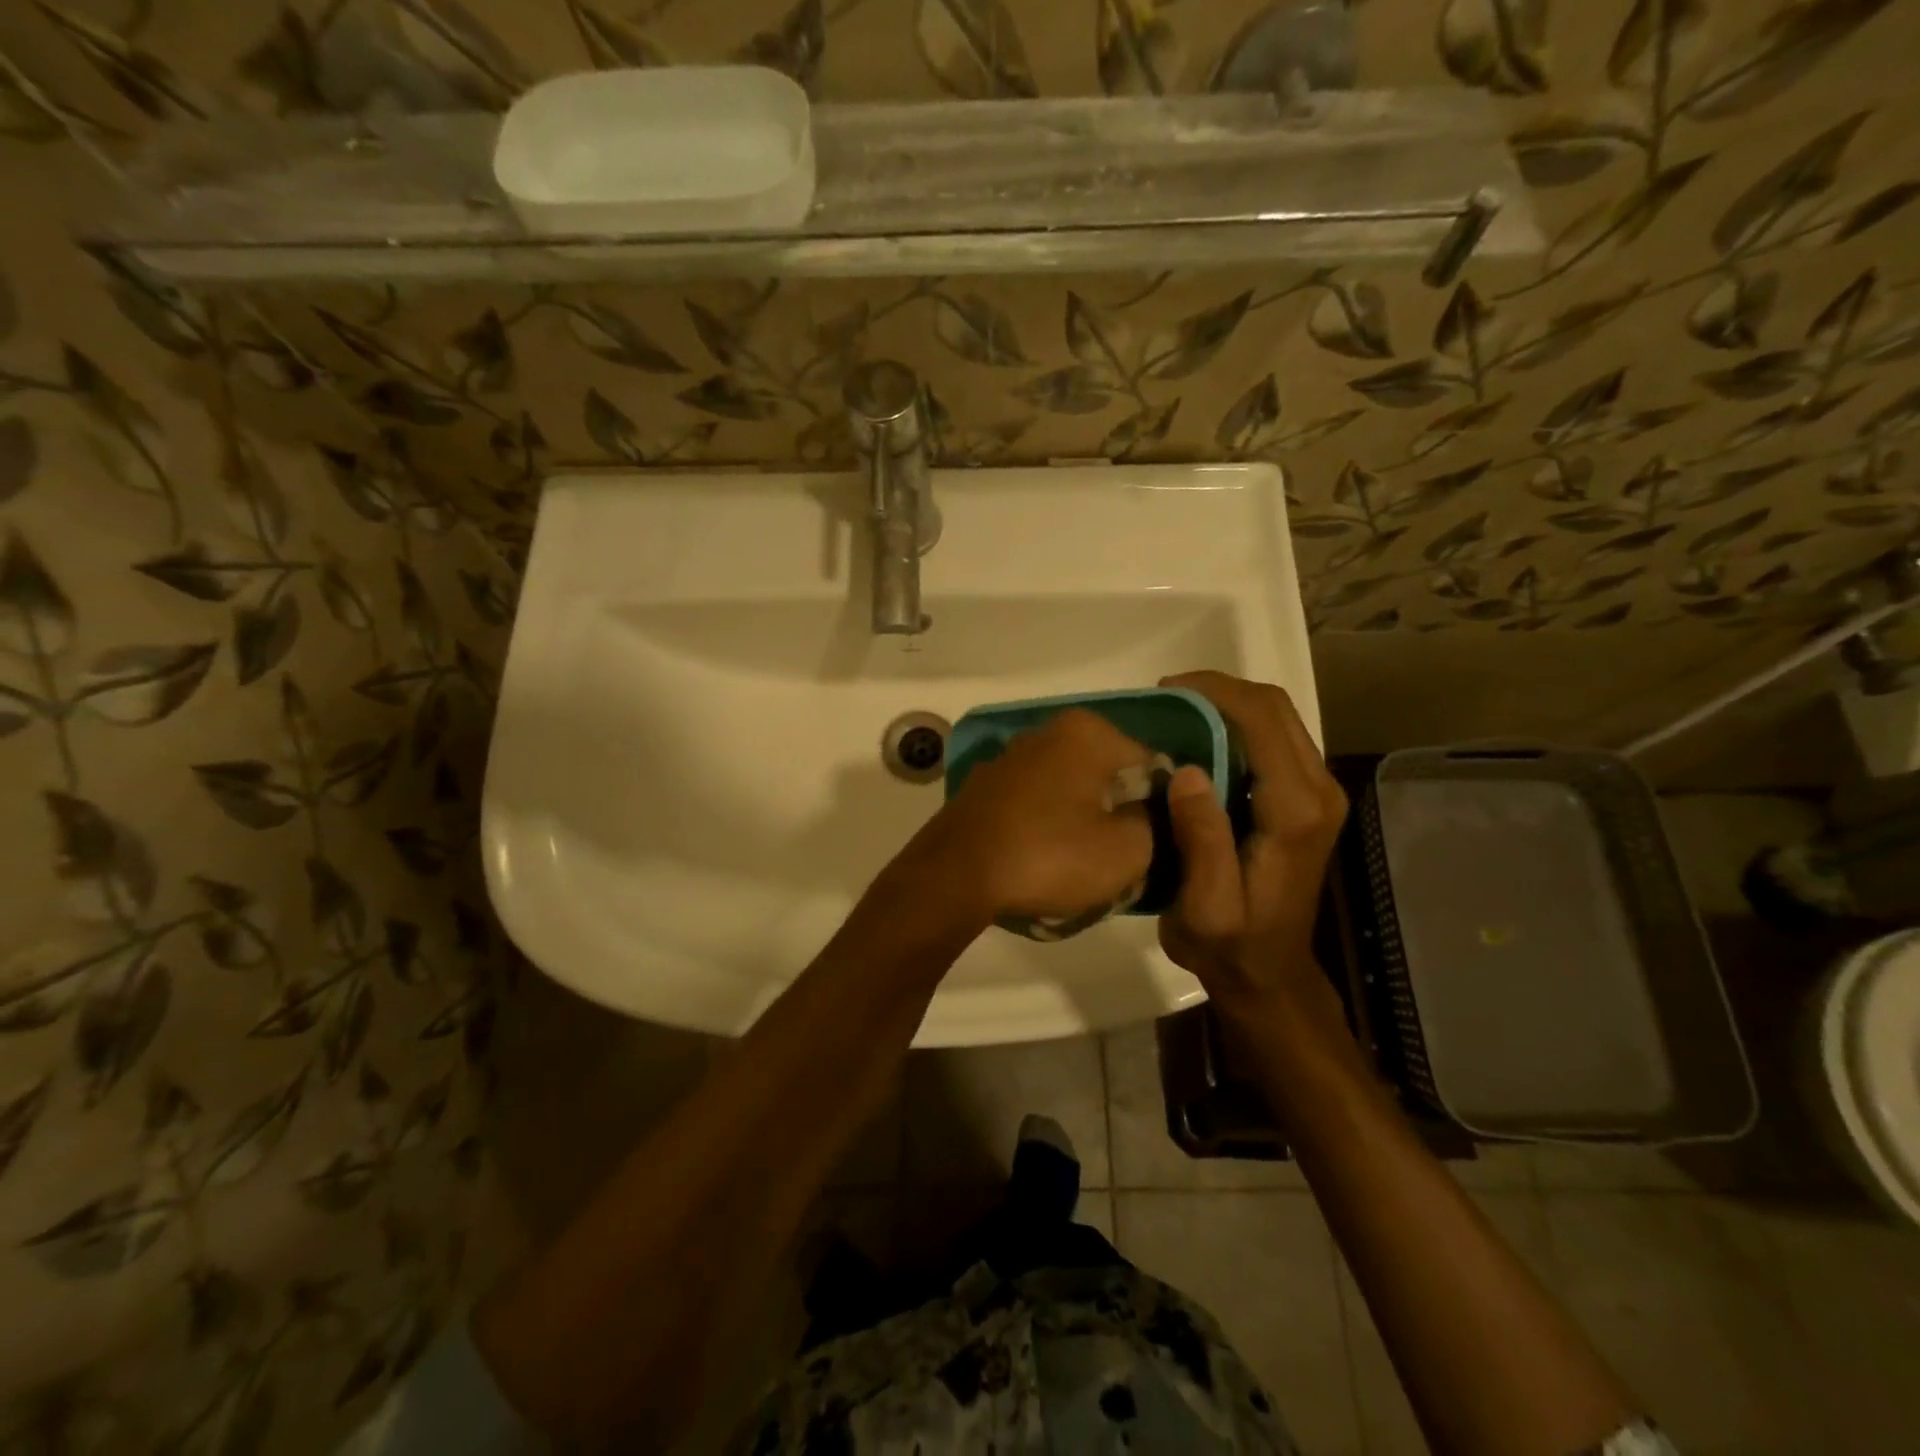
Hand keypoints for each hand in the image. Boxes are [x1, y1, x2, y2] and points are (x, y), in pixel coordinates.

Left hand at [899, 709, 1154, 921]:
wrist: (955, 875)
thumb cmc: (1048, 855)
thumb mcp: (1125, 851)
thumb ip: (1154, 824)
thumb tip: (1146, 813)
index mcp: (1087, 733)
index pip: (1150, 764)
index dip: (1161, 806)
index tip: (1155, 844)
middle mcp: (1047, 732)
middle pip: (1106, 774)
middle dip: (1118, 811)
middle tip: (1120, 857)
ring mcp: (1010, 757)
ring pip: (1069, 789)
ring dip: (1081, 819)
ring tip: (1081, 864)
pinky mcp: (986, 786)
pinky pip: (1035, 802)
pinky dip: (1046, 824)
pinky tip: (1043, 858)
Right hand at [1156, 672, 1348, 1023]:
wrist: (1267, 973)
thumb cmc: (1230, 946)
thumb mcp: (1206, 906)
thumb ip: (1203, 840)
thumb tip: (1187, 770)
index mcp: (1296, 811)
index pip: (1262, 721)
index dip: (1214, 693)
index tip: (1163, 694)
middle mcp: (1318, 791)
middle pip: (1275, 708)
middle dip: (1218, 690)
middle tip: (1163, 702)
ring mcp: (1317, 792)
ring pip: (1277, 717)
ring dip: (1226, 705)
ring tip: (1175, 715)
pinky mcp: (1306, 797)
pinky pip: (1274, 738)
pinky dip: (1235, 725)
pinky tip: (1197, 740)